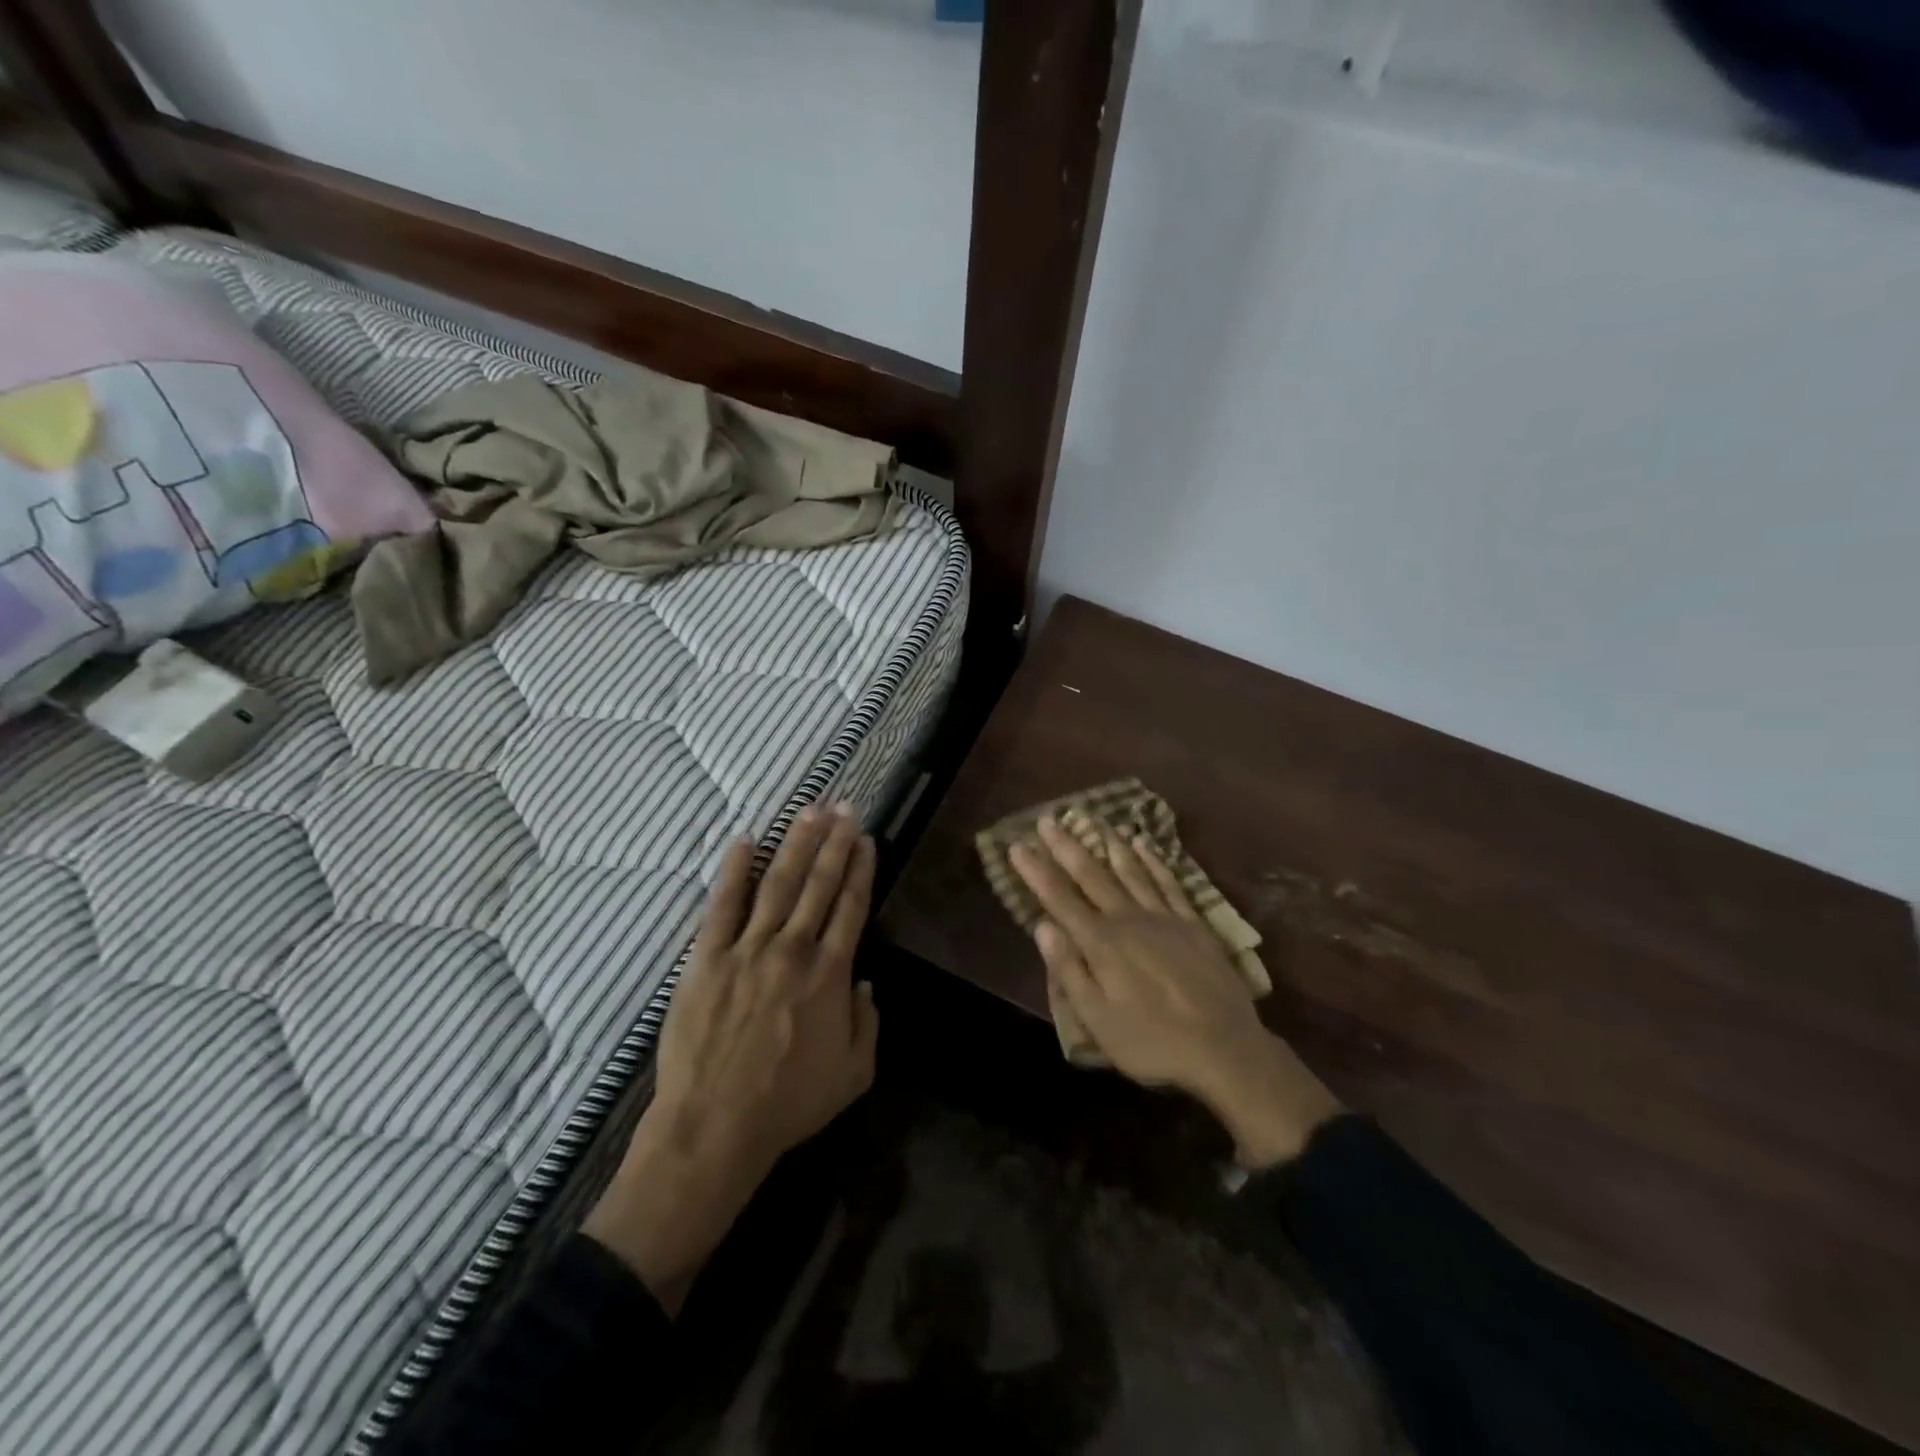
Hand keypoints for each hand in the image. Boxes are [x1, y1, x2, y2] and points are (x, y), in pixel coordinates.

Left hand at [584, 803, 879, 1311]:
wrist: (715, 1126)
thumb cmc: (789, 1104)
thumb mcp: (853, 1073)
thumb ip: (867, 1023)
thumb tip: (863, 983)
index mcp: (830, 974)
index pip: (851, 907)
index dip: (861, 870)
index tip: (867, 840)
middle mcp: (793, 950)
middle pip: (819, 884)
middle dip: (835, 843)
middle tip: (845, 808)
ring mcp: (747, 950)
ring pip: (777, 884)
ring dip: (796, 845)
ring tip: (811, 811)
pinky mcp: (706, 959)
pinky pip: (722, 906)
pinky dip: (733, 871)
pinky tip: (743, 840)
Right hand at [1010, 816, 1339, 1167]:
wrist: (1224, 1048)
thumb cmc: (1152, 1041)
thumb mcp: (1098, 1018)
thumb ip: (1069, 969)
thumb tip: (1042, 926)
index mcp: (1101, 943)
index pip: (1059, 899)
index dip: (1036, 871)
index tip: (1017, 845)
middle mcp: (1128, 919)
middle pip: (1092, 875)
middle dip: (1066, 847)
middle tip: (1048, 819)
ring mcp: (1164, 917)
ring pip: (1130, 870)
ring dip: (1108, 843)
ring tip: (1092, 819)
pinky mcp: (1193, 922)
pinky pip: (1168, 881)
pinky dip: (1153, 860)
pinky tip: (1143, 843)